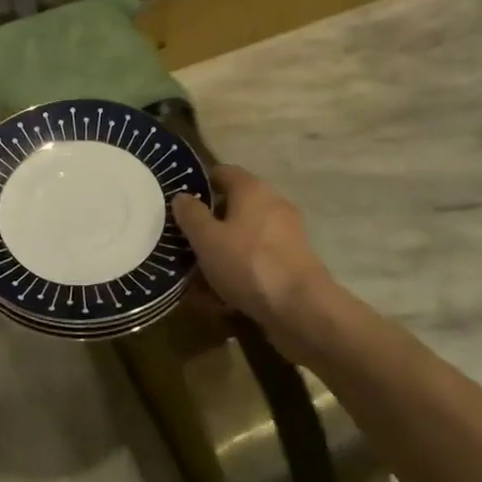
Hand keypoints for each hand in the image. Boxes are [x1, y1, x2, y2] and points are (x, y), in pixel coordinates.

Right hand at [172, 166, 334, 331]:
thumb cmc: (248, 263)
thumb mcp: (206, 238)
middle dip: (208, 225)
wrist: (301, 308)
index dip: (200, 184)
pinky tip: (218, 297)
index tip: (180, 202)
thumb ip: (190, 214)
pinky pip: (256, 261)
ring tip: (195, 277)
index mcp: (252, 189)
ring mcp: (285, 235)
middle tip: (184, 242)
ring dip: (221, 253)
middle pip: (233, 207)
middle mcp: (272, 204)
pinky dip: (238, 272)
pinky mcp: (292, 264)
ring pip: (243, 238)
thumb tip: (182, 196)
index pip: (222, 173)